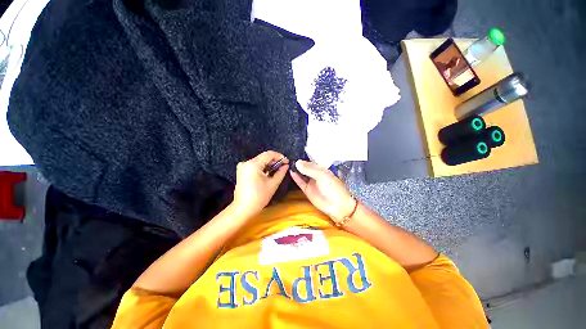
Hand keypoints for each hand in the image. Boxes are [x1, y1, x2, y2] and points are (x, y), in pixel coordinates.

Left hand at [232, 151, 288, 216]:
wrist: (243, 208)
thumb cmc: (259, 197)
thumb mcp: (273, 184)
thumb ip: (281, 172)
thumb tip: (286, 165)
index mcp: (253, 164)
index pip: (269, 154)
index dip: (279, 156)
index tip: (287, 161)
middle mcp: (246, 162)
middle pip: (263, 157)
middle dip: (274, 160)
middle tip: (284, 166)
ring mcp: (243, 167)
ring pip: (260, 161)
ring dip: (269, 164)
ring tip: (278, 170)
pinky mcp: (242, 171)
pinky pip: (255, 165)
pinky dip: (263, 167)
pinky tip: (269, 173)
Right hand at [290, 160, 354, 220]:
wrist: (337, 206)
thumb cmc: (332, 188)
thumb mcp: (322, 176)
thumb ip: (309, 169)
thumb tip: (297, 162)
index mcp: (322, 169)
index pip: (311, 162)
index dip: (304, 160)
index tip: (295, 155)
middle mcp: (316, 175)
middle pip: (306, 168)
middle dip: (299, 164)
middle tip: (289, 159)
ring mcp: (311, 182)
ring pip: (302, 174)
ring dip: (296, 170)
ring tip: (288, 164)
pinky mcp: (307, 190)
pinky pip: (300, 182)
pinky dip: (296, 177)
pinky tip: (291, 172)